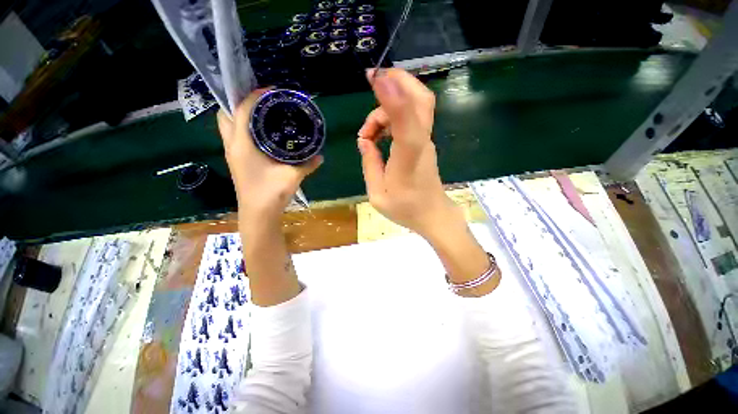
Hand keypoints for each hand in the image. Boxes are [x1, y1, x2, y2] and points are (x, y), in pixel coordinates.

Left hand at [217, 89, 322, 219]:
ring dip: (240, 116)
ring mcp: (232, 154)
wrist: (258, 214)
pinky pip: (235, 137)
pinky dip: (244, 129)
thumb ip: (308, 164)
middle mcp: (232, 146)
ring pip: (228, 126)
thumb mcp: (293, 176)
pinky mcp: (237, 161)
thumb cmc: (271, 193)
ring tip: (261, 114)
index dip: (253, 96)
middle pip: (226, 115)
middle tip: (261, 102)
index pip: (242, 111)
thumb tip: (321, 156)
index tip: (270, 91)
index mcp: (242, 145)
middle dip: (240, 103)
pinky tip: (261, 134)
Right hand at [358, 69, 494, 293]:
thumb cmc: (406, 209)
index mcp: (409, 158)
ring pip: (415, 104)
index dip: (392, 97)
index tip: (376, 77)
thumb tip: (365, 140)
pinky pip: (411, 117)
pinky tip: (379, 133)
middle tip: (374, 80)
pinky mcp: (424, 142)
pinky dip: (393, 114)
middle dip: (399, 80)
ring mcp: (425, 141)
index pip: (406, 121)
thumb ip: (369, 164)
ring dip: (388, 106)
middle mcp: (421, 143)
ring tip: (368, 133)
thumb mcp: (377, 194)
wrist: (433, 215)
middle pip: (422, 99)